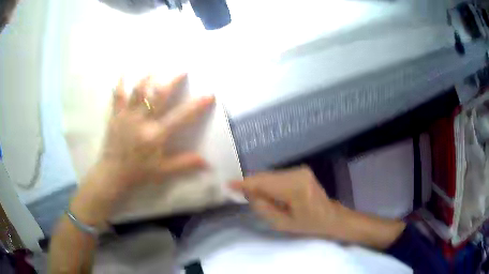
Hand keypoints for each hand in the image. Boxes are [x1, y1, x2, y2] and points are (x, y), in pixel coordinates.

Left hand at [99, 74, 213, 193]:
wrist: (112, 174)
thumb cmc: (138, 173)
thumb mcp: (163, 172)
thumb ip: (184, 164)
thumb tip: (207, 163)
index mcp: (156, 135)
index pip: (181, 117)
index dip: (197, 105)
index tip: (209, 95)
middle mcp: (142, 121)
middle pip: (159, 94)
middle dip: (173, 80)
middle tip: (182, 70)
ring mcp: (127, 116)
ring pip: (139, 90)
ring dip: (149, 77)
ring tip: (156, 68)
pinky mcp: (116, 116)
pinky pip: (118, 95)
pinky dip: (120, 83)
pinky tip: (124, 72)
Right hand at [232, 166, 406, 248]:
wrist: (331, 217)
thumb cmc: (309, 224)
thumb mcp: (283, 223)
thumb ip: (263, 208)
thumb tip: (249, 193)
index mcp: (295, 188)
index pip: (264, 183)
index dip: (244, 183)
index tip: (228, 185)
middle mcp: (297, 173)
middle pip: (266, 177)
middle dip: (251, 184)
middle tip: (238, 193)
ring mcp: (300, 170)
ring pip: (271, 175)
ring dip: (260, 185)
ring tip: (255, 197)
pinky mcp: (300, 171)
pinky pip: (278, 176)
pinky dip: (269, 183)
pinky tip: (267, 193)